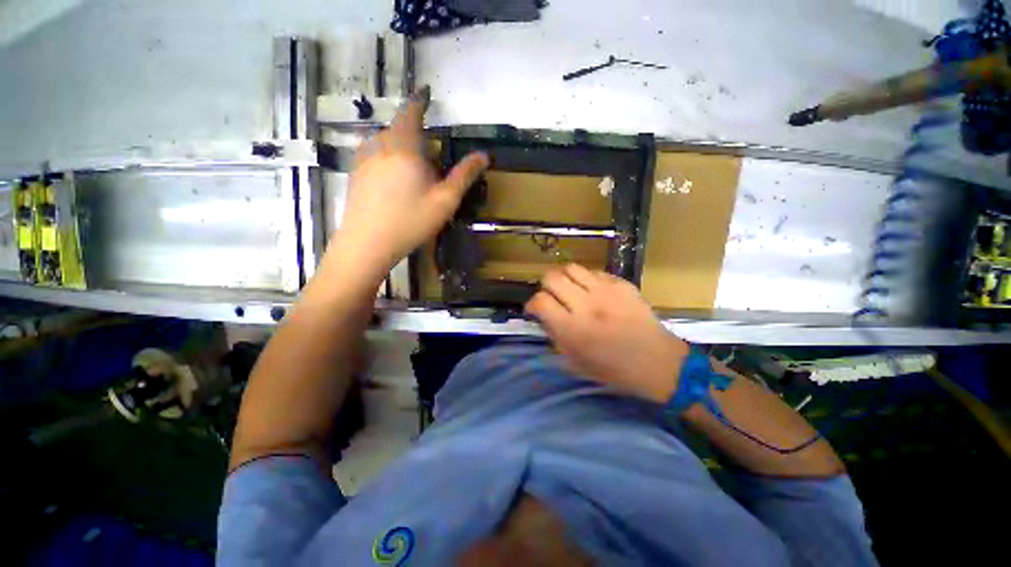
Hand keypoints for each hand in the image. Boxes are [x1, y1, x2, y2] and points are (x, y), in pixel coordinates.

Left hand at [330, 86, 488, 280]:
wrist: (367, 244)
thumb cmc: (411, 221)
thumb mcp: (445, 200)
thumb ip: (464, 175)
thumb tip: (484, 155)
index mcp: (404, 146)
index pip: (411, 112)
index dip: (420, 100)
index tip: (426, 91)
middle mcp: (380, 145)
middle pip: (399, 129)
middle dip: (415, 135)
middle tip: (431, 159)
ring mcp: (363, 159)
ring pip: (385, 142)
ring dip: (401, 148)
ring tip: (414, 172)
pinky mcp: (355, 173)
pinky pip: (374, 155)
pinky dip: (388, 158)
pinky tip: (394, 181)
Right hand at [525, 264, 688, 402]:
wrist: (659, 363)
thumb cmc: (615, 370)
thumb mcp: (576, 362)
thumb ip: (555, 336)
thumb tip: (545, 317)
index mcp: (573, 329)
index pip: (540, 301)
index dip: (532, 304)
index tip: (535, 310)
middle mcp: (587, 305)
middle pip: (552, 277)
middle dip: (546, 286)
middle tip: (552, 297)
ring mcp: (606, 291)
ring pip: (571, 268)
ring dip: (564, 278)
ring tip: (570, 289)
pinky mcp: (622, 284)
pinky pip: (594, 272)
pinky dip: (587, 280)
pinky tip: (593, 292)